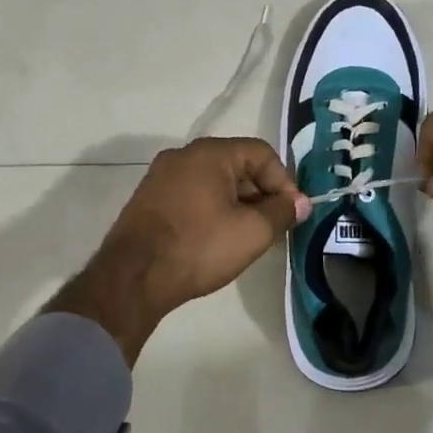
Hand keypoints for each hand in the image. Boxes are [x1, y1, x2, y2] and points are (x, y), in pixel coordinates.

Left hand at [49, 138, 309, 364]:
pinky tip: (216, 238)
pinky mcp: (148, 199)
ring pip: (214, 181)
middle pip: (237, 164)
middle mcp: (183, 155)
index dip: (284, 181)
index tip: (290, 213)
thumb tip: (300, 203)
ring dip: (237, 203)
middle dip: (261, 193)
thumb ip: (282, 212)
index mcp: (210, 153)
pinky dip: (212, 209)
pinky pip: (192, 194)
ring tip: (246, 235)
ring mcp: (161, 176)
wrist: (132, 279)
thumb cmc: (199, 248)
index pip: (262, 153)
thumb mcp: (252, 232)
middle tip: (272, 226)